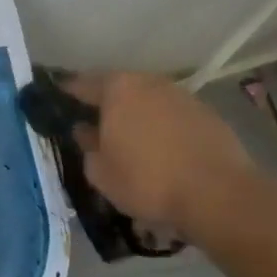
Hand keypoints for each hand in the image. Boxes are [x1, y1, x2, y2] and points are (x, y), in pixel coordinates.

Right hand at [64, 73, 264, 239]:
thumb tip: (85, 131)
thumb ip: (87, 147)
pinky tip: (162, 148)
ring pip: (148, 100)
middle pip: (118, 88)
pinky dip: (162, 126)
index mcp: (117, 89)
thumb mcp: (101, 173)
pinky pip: (172, 115)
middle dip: (106, 103)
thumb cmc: (148, 180)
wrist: (218, 193)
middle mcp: (148, 82)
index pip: (82, 84)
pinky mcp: (206, 113)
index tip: (58, 98)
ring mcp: (180, 95)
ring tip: (131, 138)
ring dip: (137, 114)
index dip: (68, 92)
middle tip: (94, 122)